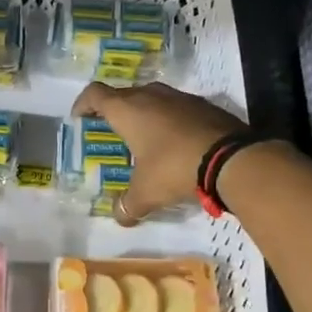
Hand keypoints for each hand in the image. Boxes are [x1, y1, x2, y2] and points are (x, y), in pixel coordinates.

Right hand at [72, 81, 244, 226]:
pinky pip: (177, 108)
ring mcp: (180, 97)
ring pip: (152, 99)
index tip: (79, 118)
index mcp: (128, 110)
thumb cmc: (174, 168)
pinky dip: (169, 121)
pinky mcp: (204, 105)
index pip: (95, 94)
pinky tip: (175, 143)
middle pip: (124, 94)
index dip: (83, 104)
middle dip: (114, 112)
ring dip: (144, 114)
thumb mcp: (146, 192)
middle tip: (112, 133)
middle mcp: (151, 95)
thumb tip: (120, 218)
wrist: (232, 158)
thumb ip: (128, 205)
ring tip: (144, 139)